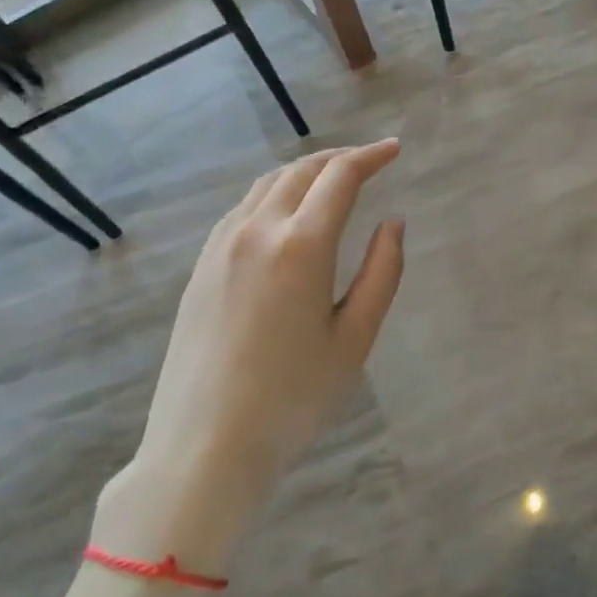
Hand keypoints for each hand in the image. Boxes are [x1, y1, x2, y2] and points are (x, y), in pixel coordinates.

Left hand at [102, 141, 405, 561]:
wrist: (203, 447)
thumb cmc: (293, 398)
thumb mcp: (355, 338)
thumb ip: (381, 272)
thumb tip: (393, 223)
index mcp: (300, 246)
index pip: (340, 177)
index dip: (371, 156)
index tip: (395, 149)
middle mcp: (256, 232)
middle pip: (301, 171)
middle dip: (339, 158)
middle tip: (370, 160)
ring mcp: (221, 247)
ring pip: (267, 185)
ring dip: (305, 171)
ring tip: (333, 179)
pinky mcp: (202, 267)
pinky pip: (243, 208)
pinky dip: (275, 193)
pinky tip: (288, 212)